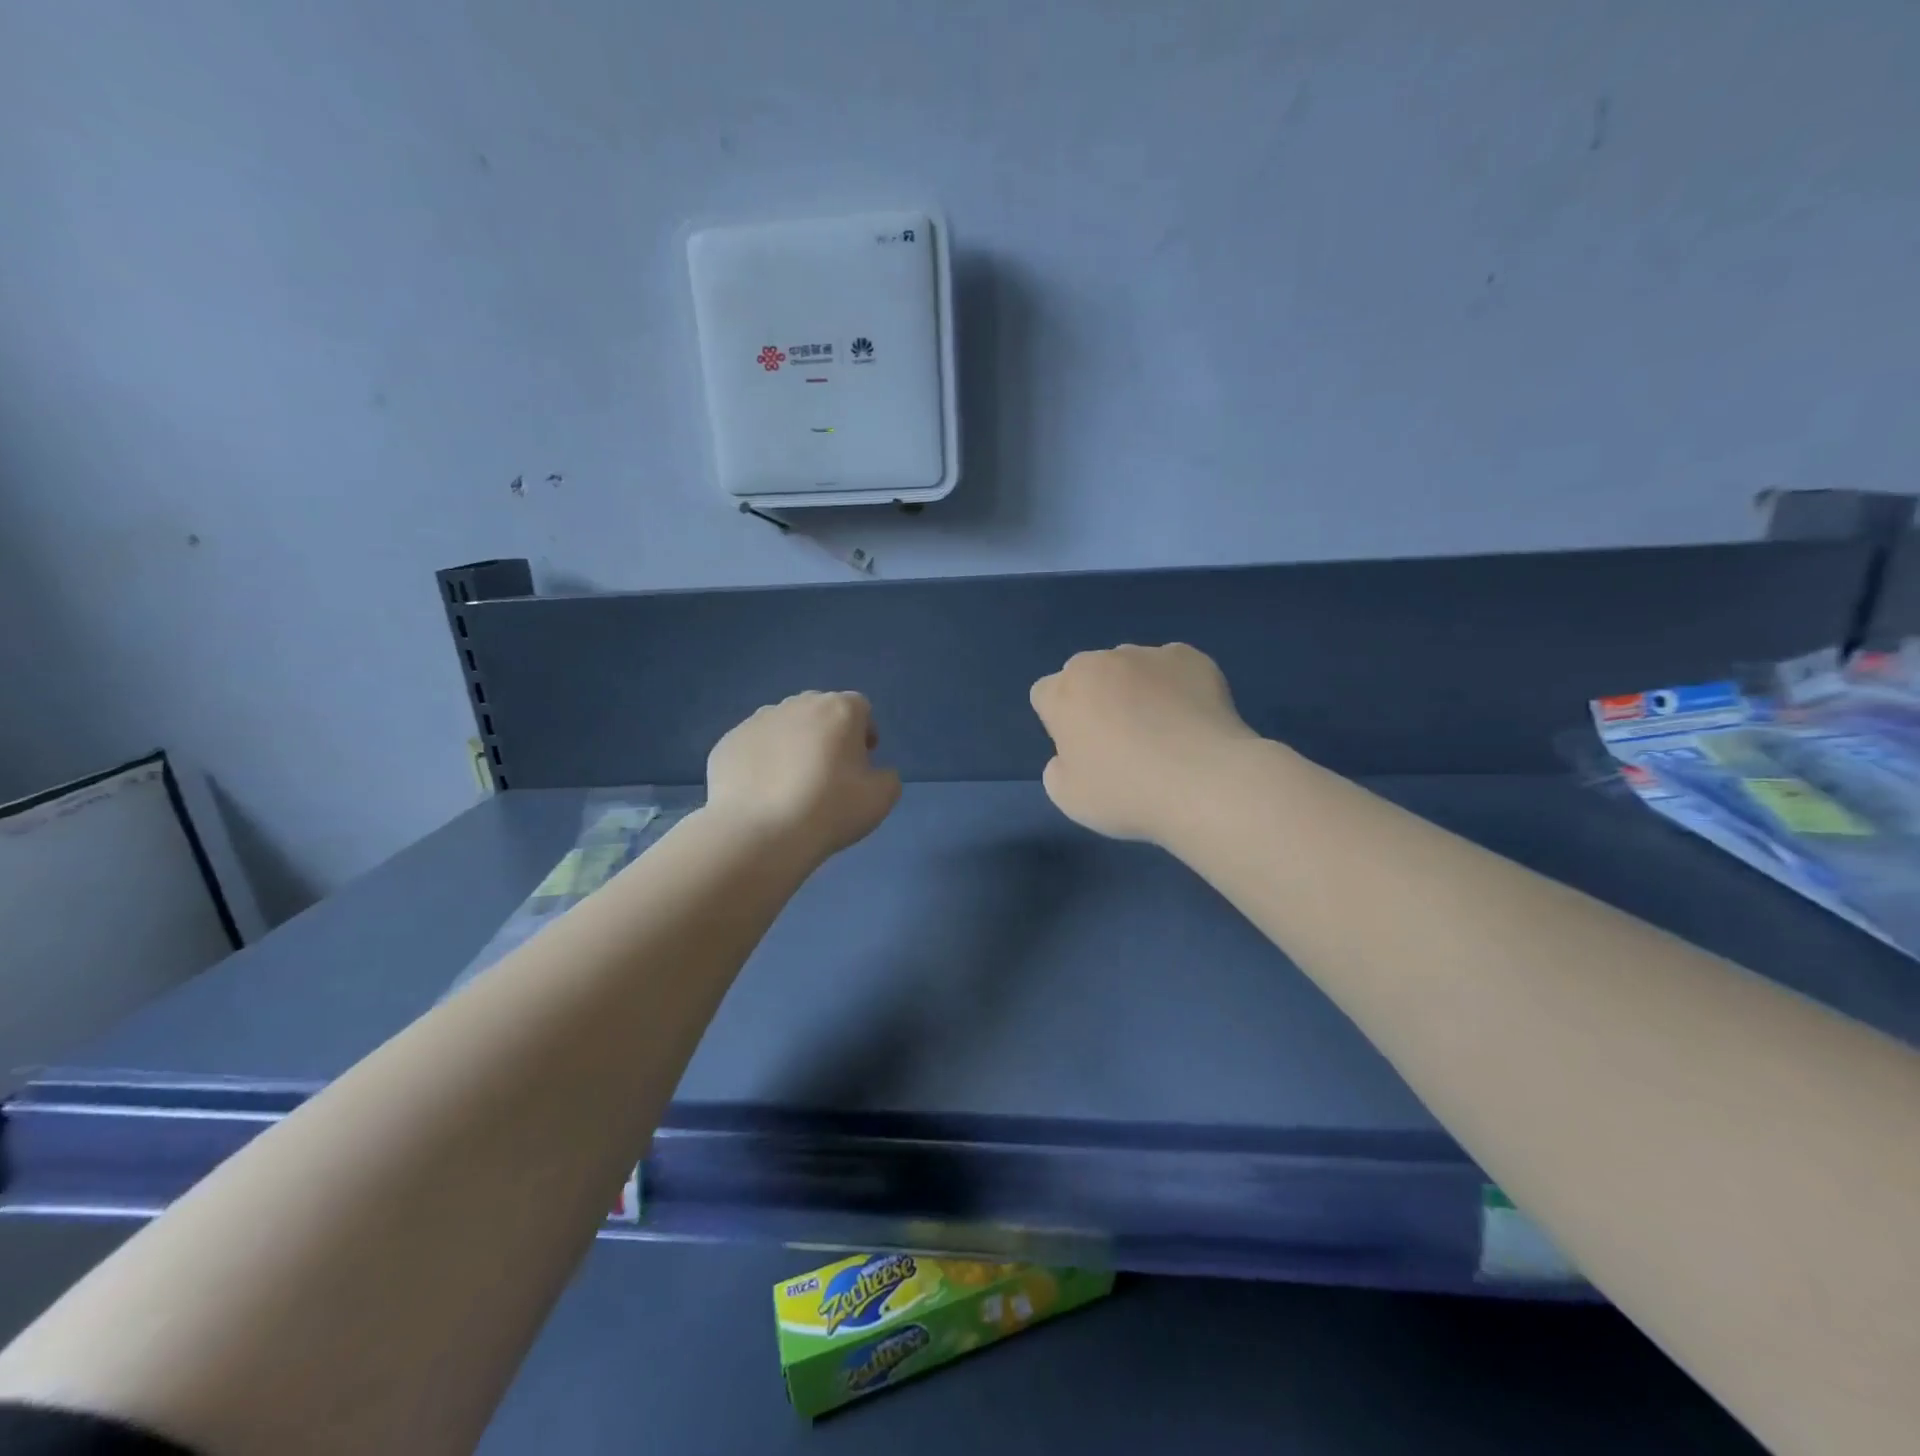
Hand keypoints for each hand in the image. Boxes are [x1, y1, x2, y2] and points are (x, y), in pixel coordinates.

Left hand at [705, 691, 901, 863]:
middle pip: (819, 711)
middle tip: (828, 773)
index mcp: (839, 710)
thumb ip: (887, 776)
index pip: (860, 707)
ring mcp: (757, 721)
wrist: (760, 833)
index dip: (865, 732)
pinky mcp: (728, 742)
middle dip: (827, 734)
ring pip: (783, 726)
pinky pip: (753, 747)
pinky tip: (763, 793)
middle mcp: (797, 705)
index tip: (863, 762)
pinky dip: (761, 762)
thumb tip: (874, 772)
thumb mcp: (881, 798)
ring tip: (791, 784)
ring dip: (792, 744)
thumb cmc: (830, 810)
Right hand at [1030, 644, 1255, 842]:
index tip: (1081, 750)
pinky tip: (1191, 719)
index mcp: (1063, 692)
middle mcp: (1101, 662)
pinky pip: (1174, 667)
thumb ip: (1058, 768)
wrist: (1204, 783)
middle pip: (1086, 674)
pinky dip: (1176, 685)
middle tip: (1120, 740)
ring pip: (1130, 667)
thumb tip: (1071, 755)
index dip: (1059, 722)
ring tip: (1163, 730)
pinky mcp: (1192, 658)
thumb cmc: (1126, 793)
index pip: (1045, 694)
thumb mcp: (1068, 798)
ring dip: (1136, 688)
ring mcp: (1149, 655)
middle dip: (1095, 698)